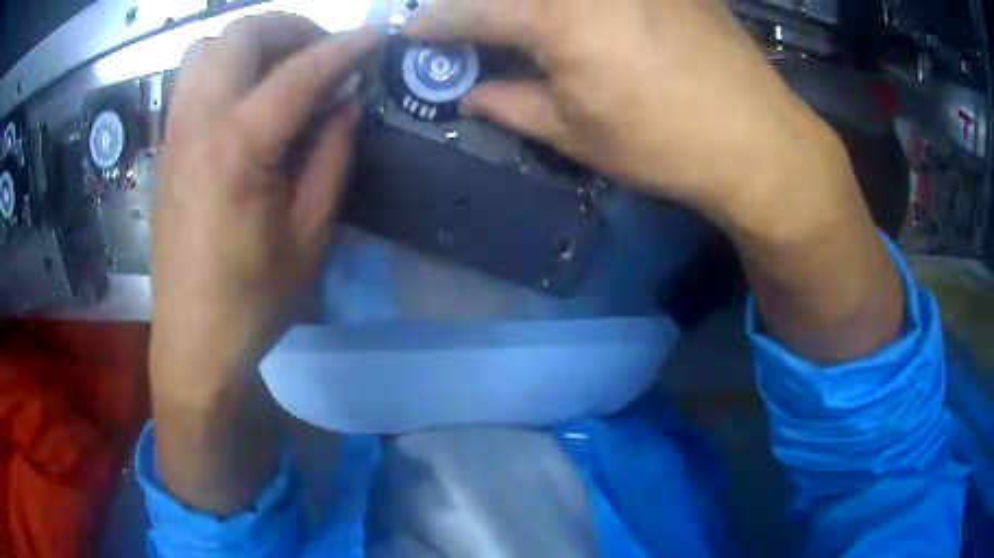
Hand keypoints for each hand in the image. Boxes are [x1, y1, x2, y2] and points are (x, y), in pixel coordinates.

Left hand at [151, 15, 375, 401]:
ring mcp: (173, 134)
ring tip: (279, 69)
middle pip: (239, 36)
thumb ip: (332, 155)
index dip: (345, 47)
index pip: (299, 72)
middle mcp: (197, 125)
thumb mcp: (310, 234)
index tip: (376, 37)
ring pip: (206, 49)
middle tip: (320, 53)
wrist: (194, 341)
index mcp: (237, 149)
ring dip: (250, 44)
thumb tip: (347, 102)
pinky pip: (191, 79)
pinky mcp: (165, 149)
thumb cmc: (253, 299)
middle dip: (290, 28)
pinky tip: (245, 98)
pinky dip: (224, 67)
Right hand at [410, 0, 902, 362]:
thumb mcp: (576, 134)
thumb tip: (469, 94)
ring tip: (519, 20)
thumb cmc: (664, 145)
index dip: (433, 23)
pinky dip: (573, 2)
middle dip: (473, 1)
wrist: (759, 140)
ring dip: (527, 2)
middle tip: (464, 18)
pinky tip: (576, 14)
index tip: (413, 32)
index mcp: (556, 18)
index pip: (469, 11)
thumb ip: (511, 105)